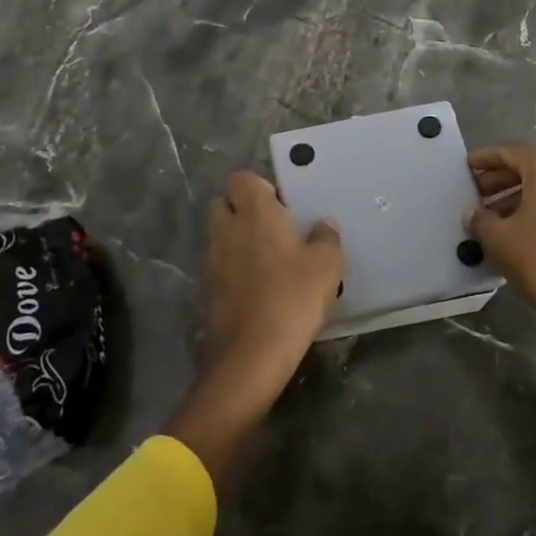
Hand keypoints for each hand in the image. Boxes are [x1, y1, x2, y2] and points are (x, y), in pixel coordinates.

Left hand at [166, 172, 342, 492]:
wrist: (250, 356)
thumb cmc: (292, 297)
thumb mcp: (327, 266)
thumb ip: (326, 239)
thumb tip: (323, 226)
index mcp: (254, 212)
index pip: (242, 179)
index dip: (260, 187)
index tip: (283, 206)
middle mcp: (227, 229)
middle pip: (224, 204)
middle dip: (244, 210)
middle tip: (275, 229)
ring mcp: (213, 261)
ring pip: (221, 236)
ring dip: (239, 241)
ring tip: (271, 261)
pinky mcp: (208, 291)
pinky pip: (221, 267)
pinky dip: (235, 270)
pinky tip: (261, 289)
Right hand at [466, 145, 535, 324]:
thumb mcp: (498, 238)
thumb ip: (480, 218)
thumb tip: (473, 212)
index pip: (511, 153)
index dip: (486, 158)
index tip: (467, 166)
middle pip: (531, 168)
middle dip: (501, 179)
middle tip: (477, 192)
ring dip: (518, 196)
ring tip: (492, 216)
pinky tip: (518, 230)